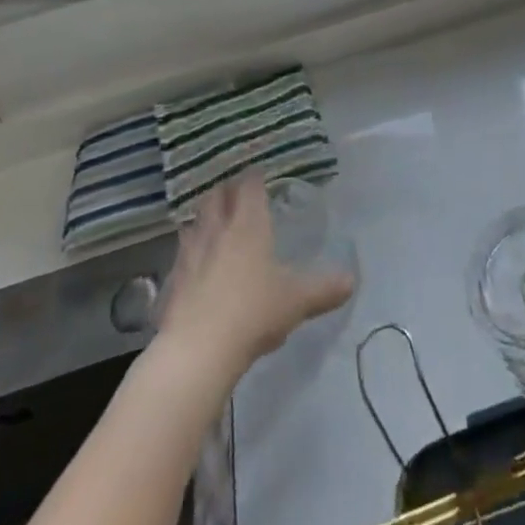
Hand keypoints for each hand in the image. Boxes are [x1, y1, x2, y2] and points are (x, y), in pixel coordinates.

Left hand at [158, 174, 354, 374]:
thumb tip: (351, 281)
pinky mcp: (172, 284)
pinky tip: (195, 264)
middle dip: (225, 190)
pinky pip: (181, 256)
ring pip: (194, 223)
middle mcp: (217, 231)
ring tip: (212, 222)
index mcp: (248, 224)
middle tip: (235, 191)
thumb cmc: (253, 312)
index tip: (260, 172)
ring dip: (203, 218)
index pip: (250, 186)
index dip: (255, 176)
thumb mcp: (297, 301)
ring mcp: (190, 256)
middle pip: (216, 197)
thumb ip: (324, 288)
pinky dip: (189, 252)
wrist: (197, 352)